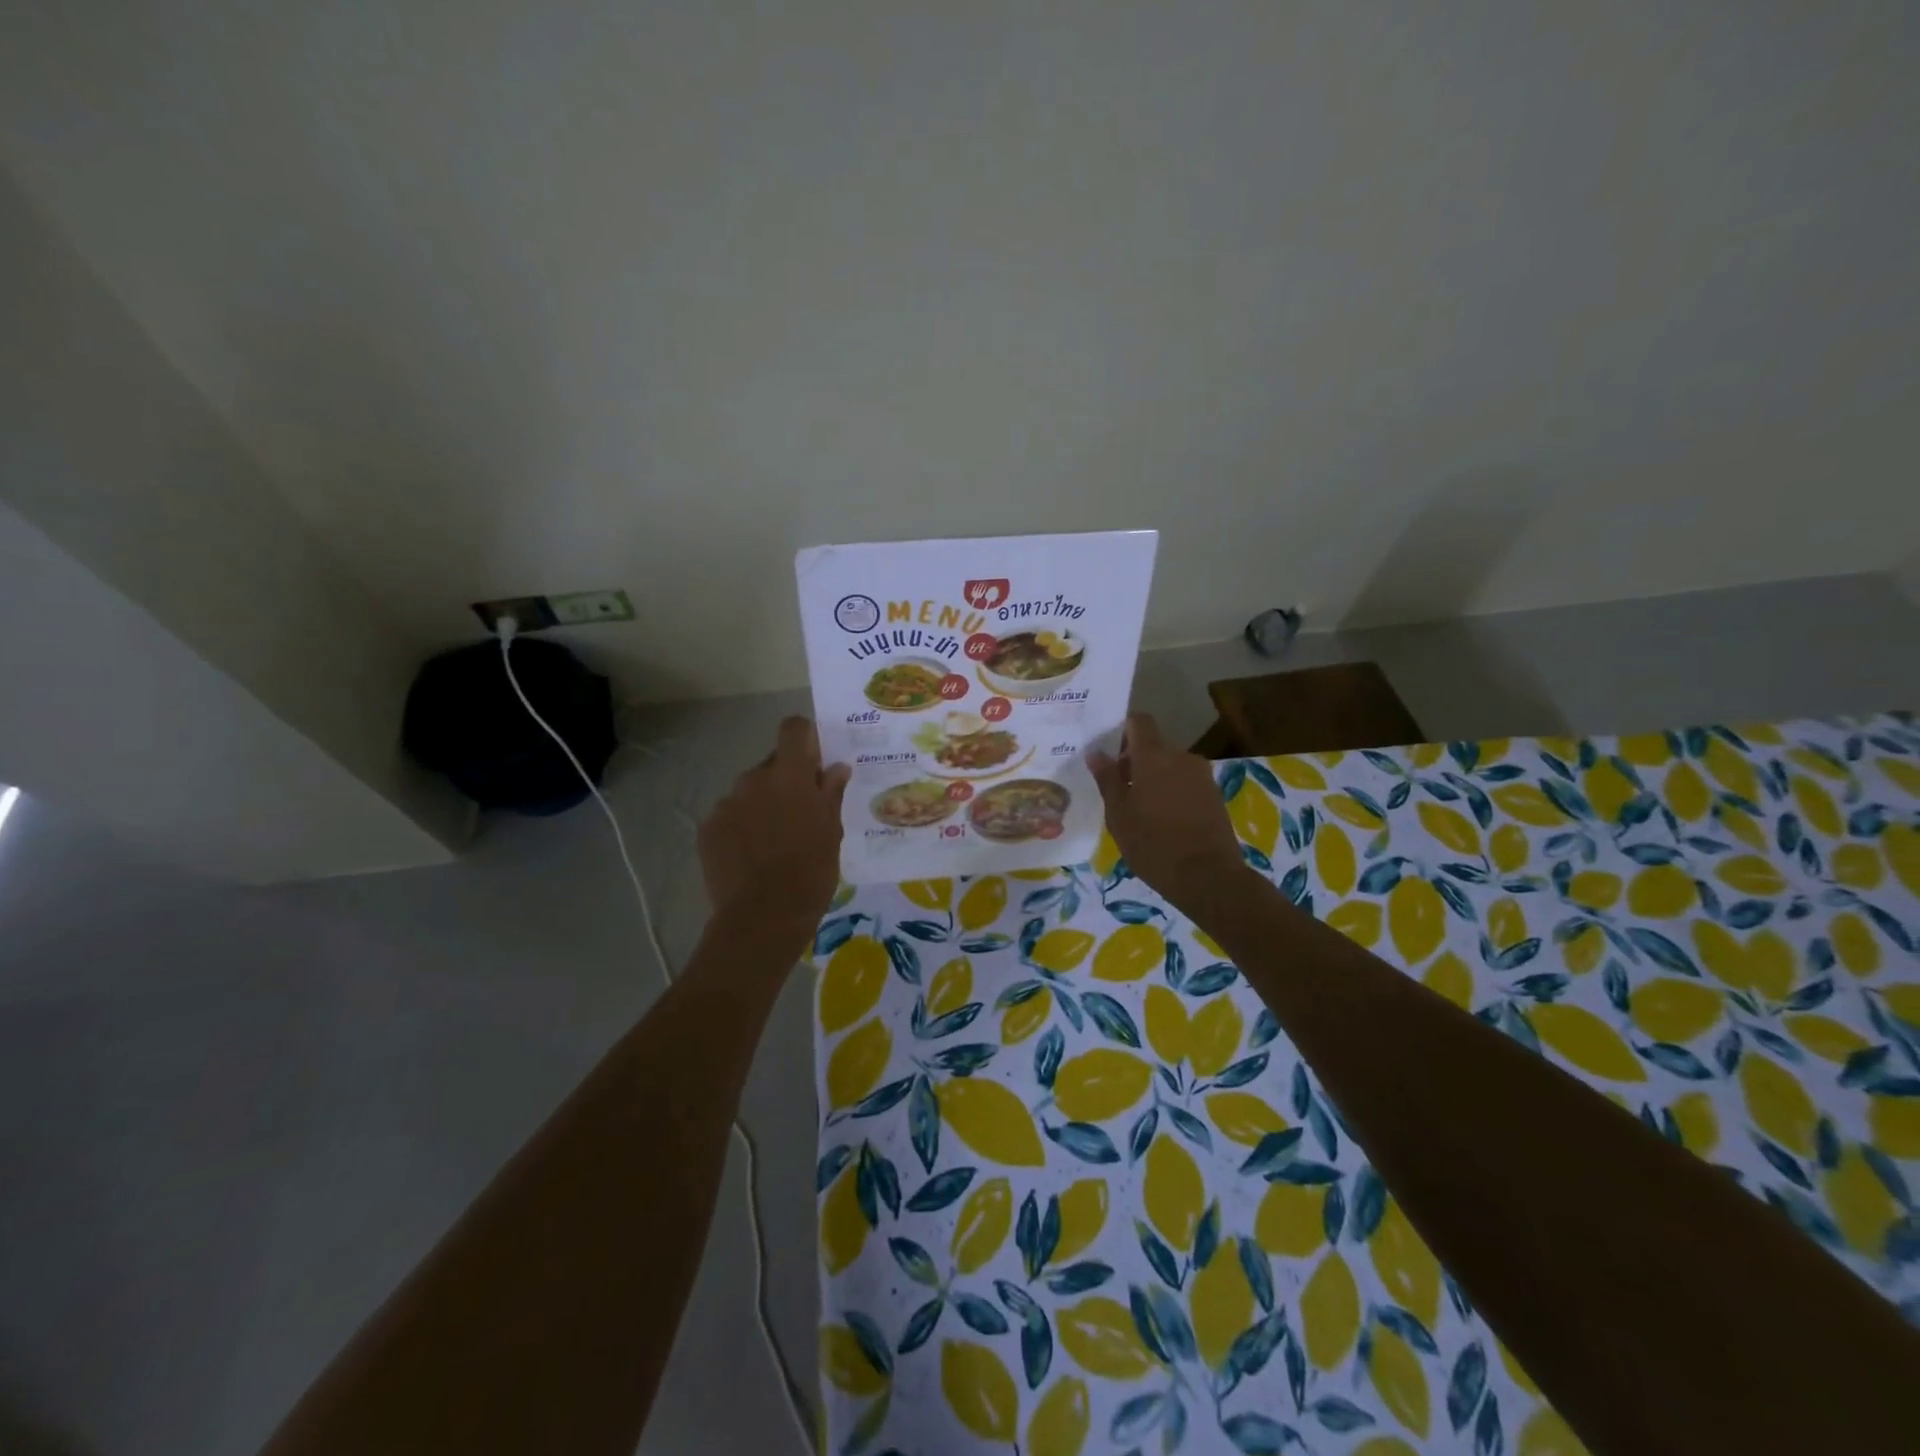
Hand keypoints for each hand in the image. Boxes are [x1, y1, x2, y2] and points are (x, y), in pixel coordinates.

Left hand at [699, 717, 850, 930]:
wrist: (762, 917)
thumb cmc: (810, 872)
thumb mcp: (831, 832)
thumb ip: (830, 794)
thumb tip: (836, 768)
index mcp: (789, 776)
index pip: (793, 729)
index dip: (805, 737)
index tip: (814, 760)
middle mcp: (753, 780)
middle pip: (772, 764)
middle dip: (786, 781)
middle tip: (799, 814)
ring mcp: (726, 804)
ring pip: (749, 792)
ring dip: (762, 805)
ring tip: (773, 842)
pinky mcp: (707, 829)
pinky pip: (730, 816)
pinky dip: (741, 827)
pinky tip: (751, 857)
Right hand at [1088, 713, 1252, 911]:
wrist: (1208, 876)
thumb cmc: (1153, 844)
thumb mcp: (1119, 814)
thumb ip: (1107, 779)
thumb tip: (1095, 753)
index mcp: (1154, 756)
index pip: (1139, 721)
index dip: (1122, 731)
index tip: (1109, 755)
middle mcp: (1181, 756)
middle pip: (1154, 745)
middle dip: (1135, 761)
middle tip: (1119, 791)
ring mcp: (1202, 775)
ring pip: (1170, 765)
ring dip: (1154, 778)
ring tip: (1141, 811)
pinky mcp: (1214, 794)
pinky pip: (1185, 782)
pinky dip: (1171, 792)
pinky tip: (1163, 821)